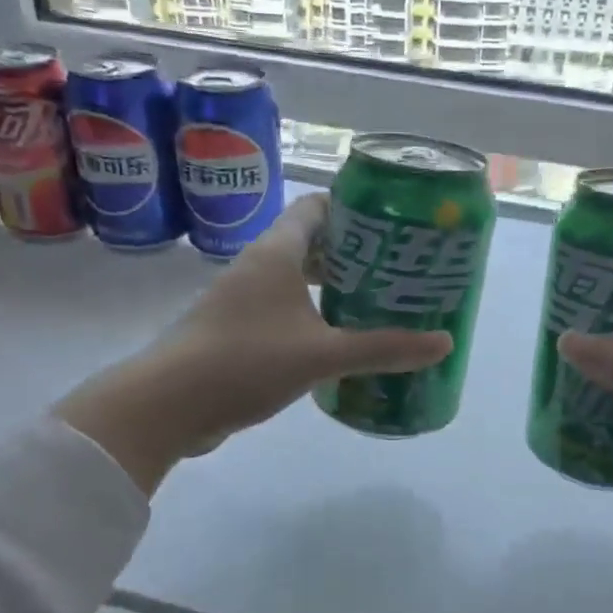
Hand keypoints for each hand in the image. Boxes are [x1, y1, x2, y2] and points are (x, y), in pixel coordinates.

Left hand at [54, 195, 451, 490]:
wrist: (168, 405)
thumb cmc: (246, 361)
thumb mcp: (323, 354)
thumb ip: (384, 348)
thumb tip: (444, 343)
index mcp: (276, 253)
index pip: (316, 208)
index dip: (354, 208)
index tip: (393, 223)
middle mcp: (257, 267)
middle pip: (310, 243)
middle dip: (353, 253)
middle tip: (397, 268)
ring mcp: (241, 300)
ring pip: (295, 279)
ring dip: (331, 286)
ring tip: (375, 302)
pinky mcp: (235, 330)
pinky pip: (282, 309)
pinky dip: (311, 315)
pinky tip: (336, 340)